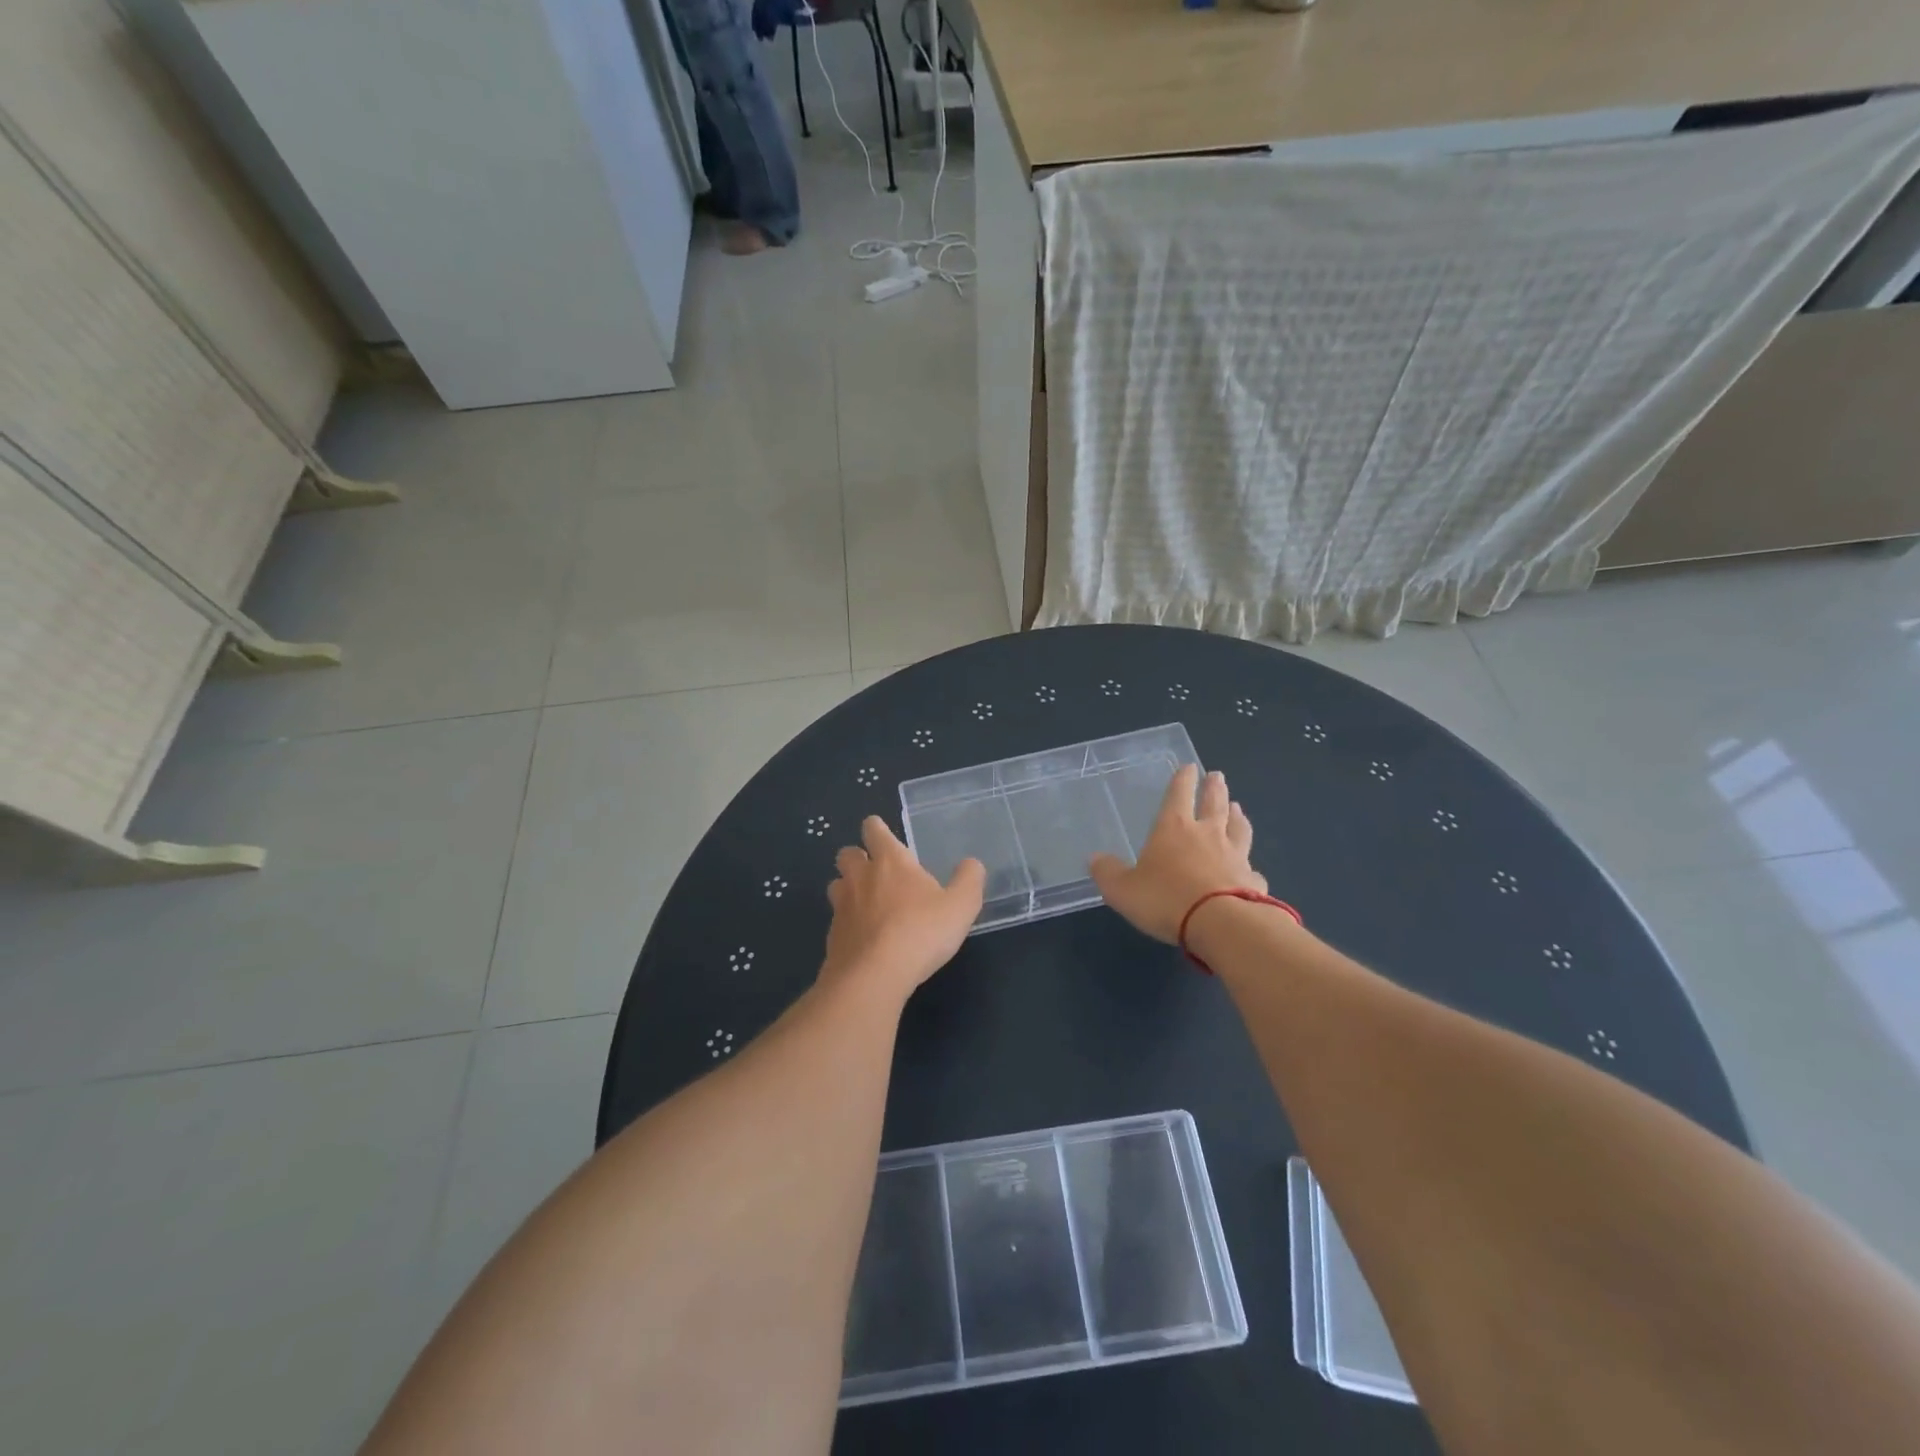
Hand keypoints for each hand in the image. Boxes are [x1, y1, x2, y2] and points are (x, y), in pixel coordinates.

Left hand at [821, 817, 984, 1002]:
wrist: (873, 976)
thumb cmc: (921, 932)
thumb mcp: (961, 906)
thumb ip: (969, 880)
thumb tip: (971, 864)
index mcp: (890, 861)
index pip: (874, 830)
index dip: (876, 829)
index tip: (882, 834)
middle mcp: (860, 877)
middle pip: (846, 853)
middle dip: (857, 856)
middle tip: (875, 870)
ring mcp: (841, 906)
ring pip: (836, 884)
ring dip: (847, 888)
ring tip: (866, 902)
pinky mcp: (832, 936)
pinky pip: (837, 919)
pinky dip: (847, 923)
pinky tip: (864, 938)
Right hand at [1090, 765, 1264, 943]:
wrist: (1222, 924)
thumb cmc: (1166, 899)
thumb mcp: (1122, 889)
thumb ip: (1108, 872)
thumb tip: (1095, 859)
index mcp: (1174, 828)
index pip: (1178, 795)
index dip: (1182, 780)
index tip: (1189, 767)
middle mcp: (1208, 835)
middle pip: (1214, 804)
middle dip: (1214, 788)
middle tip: (1218, 776)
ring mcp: (1236, 856)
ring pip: (1239, 829)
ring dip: (1237, 816)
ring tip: (1238, 807)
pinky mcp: (1253, 882)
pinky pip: (1251, 869)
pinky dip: (1249, 866)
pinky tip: (1250, 870)